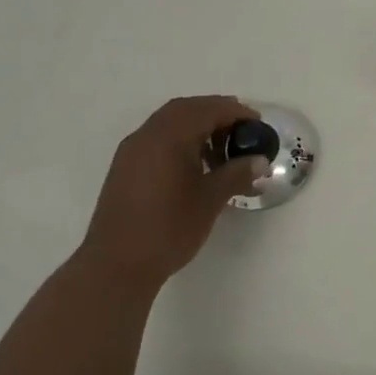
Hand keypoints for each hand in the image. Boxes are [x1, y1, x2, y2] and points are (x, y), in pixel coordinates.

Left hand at [76, 96, 267, 294]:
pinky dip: (179, 140)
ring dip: (196, 126)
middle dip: (215, 113)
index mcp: (169, 137)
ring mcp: (132, 151)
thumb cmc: (168, 229)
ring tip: (221, 149)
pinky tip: (194, 164)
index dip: (235, 112)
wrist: (116, 266)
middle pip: (185, 109)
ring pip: (168, 123)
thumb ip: (236, 174)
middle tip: (241, 128)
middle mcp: (147, 135)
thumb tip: (259, 161)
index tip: (257, 123)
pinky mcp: (124, 168)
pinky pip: (156, 139)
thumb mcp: (210, 200)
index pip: (207, 110)